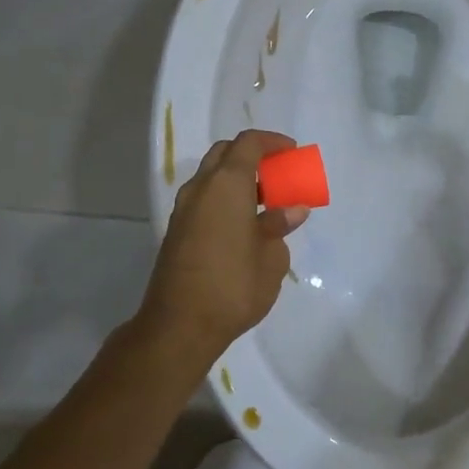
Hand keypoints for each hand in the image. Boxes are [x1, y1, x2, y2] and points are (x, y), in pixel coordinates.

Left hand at [140, 130, 308, 359]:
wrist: (179, 326)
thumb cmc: (234, 286)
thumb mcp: (272, 257)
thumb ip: (280, 226)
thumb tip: (291, 210)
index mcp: (226, 184)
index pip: (248, 144)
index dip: (272, 142)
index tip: (292, 152)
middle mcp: (201, 188)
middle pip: (225, 154)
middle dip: (252, 156)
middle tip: (278, 173)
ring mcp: (184, 210)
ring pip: (211, 177)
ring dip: (238, 179)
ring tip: (266, 202)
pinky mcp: (176, 232)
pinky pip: (204, 199)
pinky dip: (225, 198)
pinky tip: (244, 225)